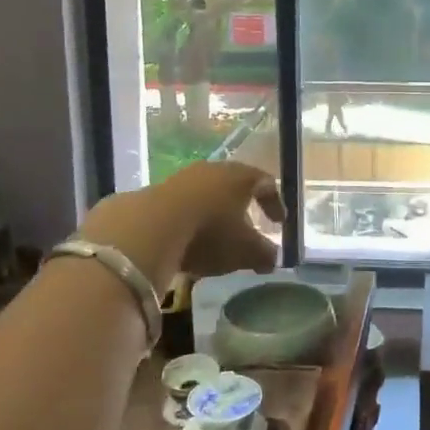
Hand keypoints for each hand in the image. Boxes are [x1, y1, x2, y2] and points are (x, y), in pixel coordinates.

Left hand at [78, 161, 283, 293]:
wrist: (150, 228)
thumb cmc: (210, 233)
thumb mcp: (245, 251)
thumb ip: (265, 254)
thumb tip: (273, 259)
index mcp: (241, 177)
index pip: (266, 183)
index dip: (275, 203)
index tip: (279, 223)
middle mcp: (214, 170)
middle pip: (234, 185)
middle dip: (243, 208)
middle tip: (248, 228)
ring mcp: (183, 178)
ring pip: (207, 195)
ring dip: (214, 214)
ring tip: (215, 239)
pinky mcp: (156, 192)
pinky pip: (182, 205)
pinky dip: (190, 221)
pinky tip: (187, 242)